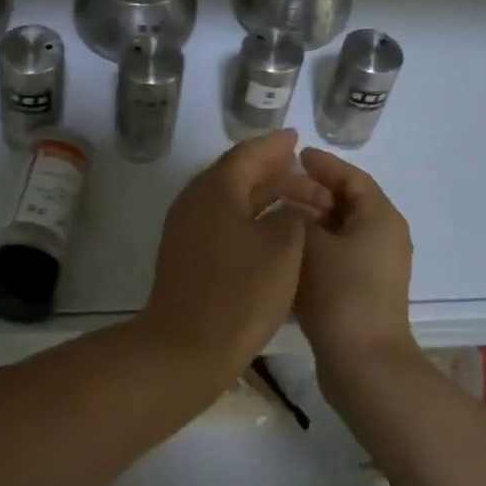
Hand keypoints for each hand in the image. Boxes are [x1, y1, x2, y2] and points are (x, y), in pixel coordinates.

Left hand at [137, 130, 332, 384]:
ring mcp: (186, 227)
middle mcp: (195, 199)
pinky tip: (268, 229)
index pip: (247, 154)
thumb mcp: (282, 249)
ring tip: (292, 197)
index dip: (275, 146)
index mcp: (216, 189)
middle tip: (300, 167)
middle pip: (235, 173)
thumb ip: (290, 216)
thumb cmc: (240, 293)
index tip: (296, 138)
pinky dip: (246, 216)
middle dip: (270, 169)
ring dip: (260, 194)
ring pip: (228, 198)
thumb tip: (286, 209)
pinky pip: (220, 219)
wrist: (185, 348)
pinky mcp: (185, 252)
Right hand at [294, 148, 416, 386]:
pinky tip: (283, 247)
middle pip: (345, 202)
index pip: (352, 177)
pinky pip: (336, 254)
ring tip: (273, 213)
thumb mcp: (310, 243)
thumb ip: (296, 216)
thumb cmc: (340, 292)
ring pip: (338, 230)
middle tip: (276, 184)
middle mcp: (383, 236)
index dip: (324, 164)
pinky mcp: (362, 290)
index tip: (295, 154)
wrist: (363, 364)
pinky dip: (313, 245)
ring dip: (309, 220)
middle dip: (311, 191)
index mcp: (380, 217)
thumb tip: (288, 207)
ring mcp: (374, 266)